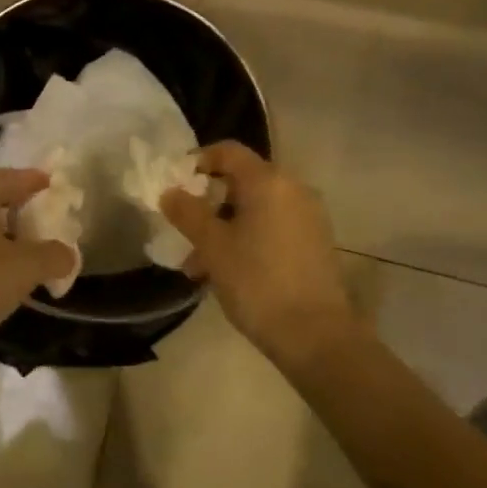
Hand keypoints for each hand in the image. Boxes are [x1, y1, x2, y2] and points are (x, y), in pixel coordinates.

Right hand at [161, 142, 355, 365]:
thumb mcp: (212, 246)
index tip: (175, 184)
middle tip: (184, 230)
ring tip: (198, 266)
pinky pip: (272, 227)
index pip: (228, 152)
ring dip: (224, 228)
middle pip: (241, 181)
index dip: (198, 161)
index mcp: (268, 181)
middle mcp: (293, 189)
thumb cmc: (257, 281)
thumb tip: (170, 192)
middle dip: (208, 204)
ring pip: (255, 209)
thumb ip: (187, 213)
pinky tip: (227, 272)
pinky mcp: (315, 243)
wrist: (316, 335)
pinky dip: (247, 239)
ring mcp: (308, 217)